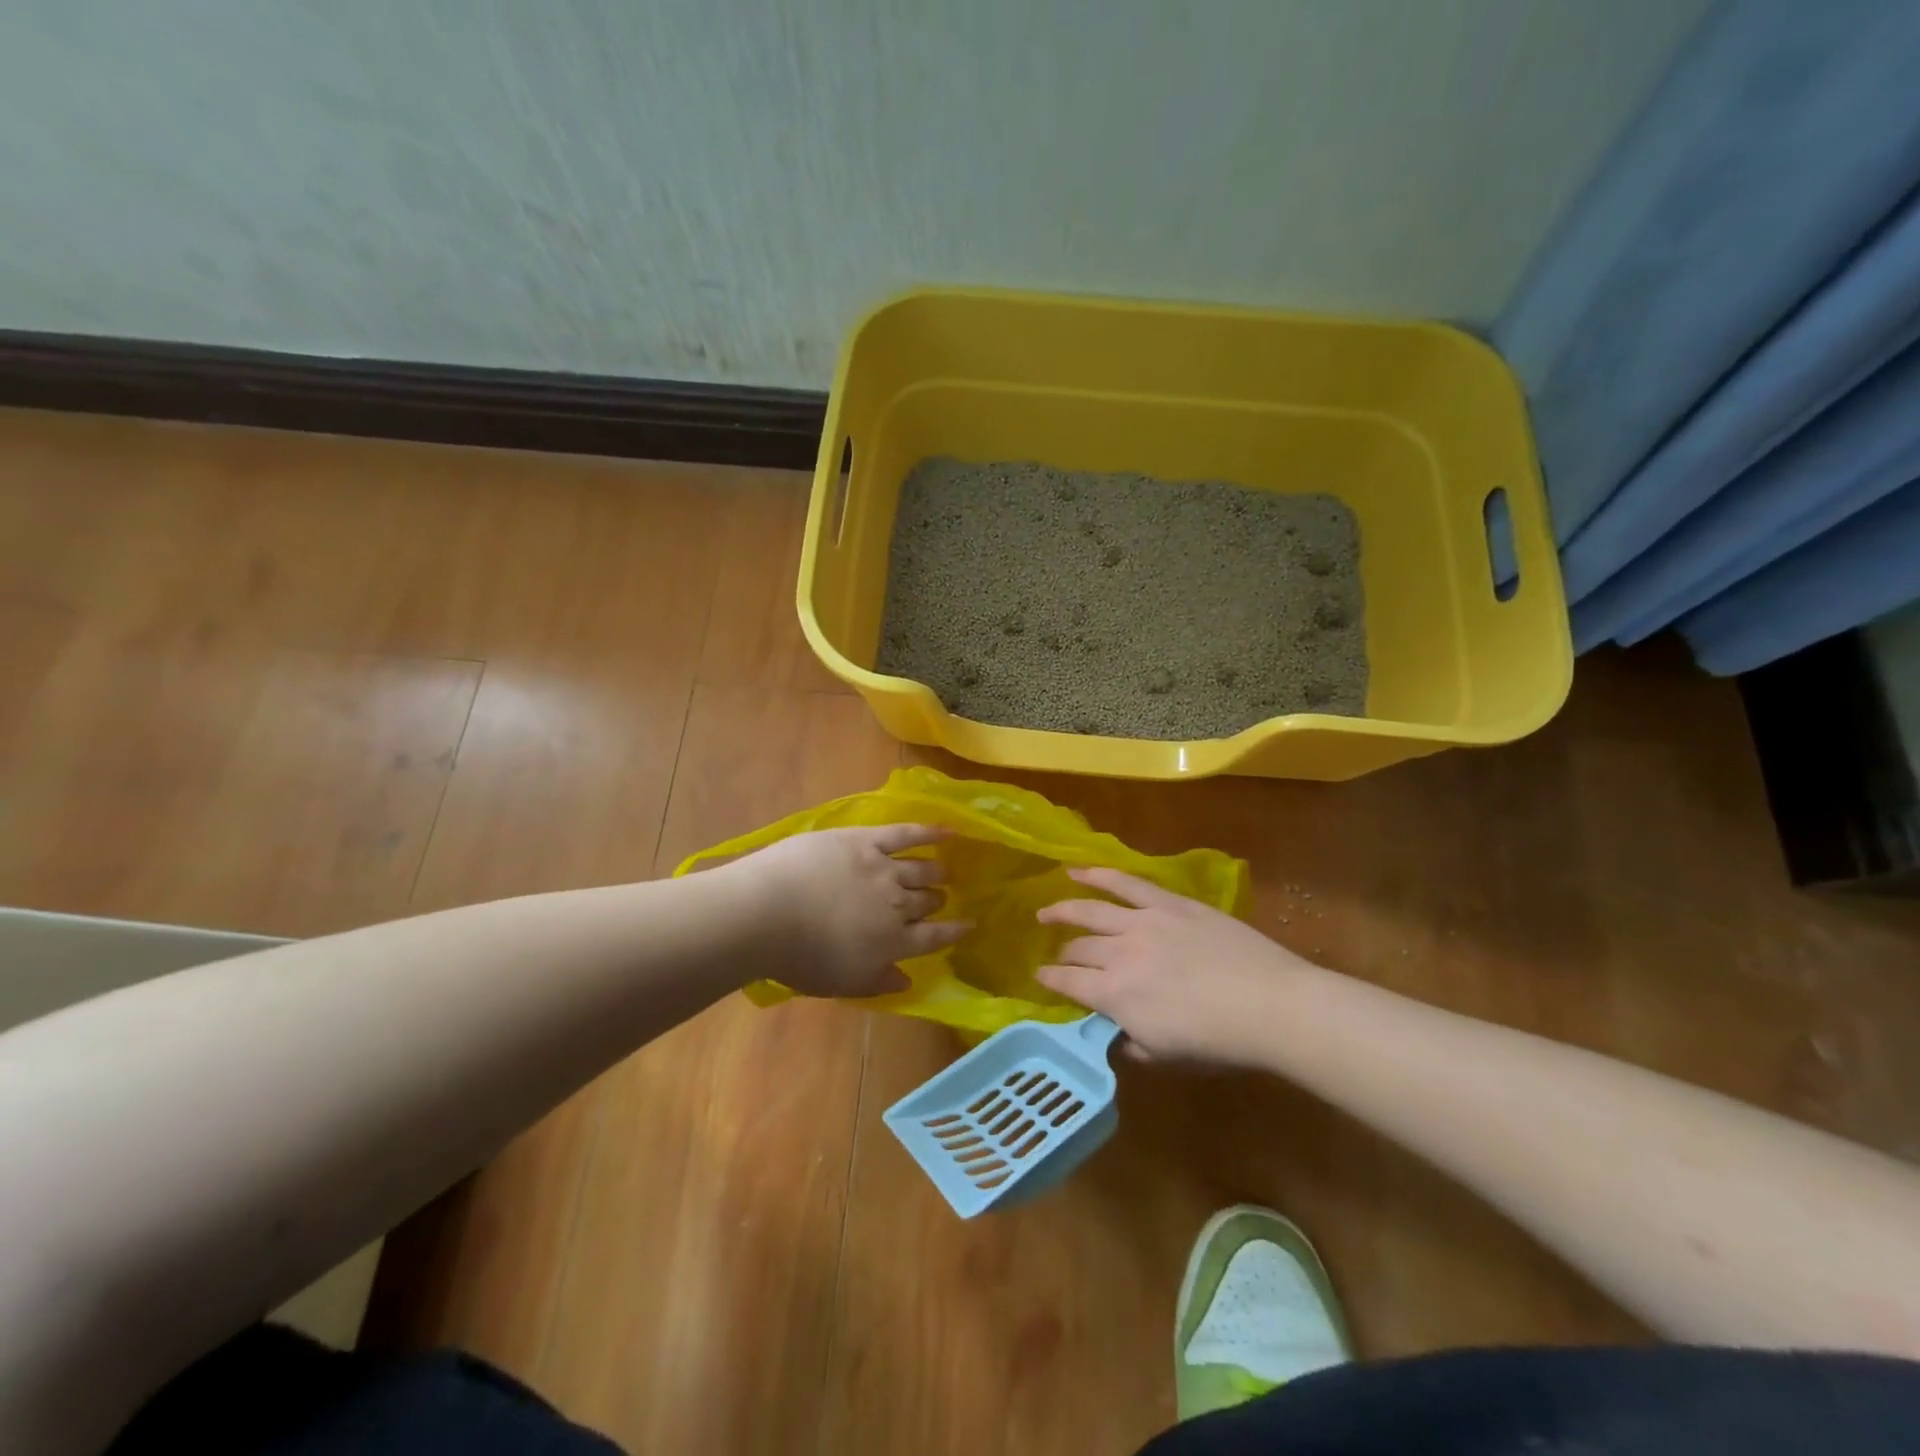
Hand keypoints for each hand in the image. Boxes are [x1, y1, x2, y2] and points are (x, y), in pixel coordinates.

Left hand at [729, 825, 970, 998]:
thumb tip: (907, 980)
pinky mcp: (866, 840)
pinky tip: (948, 831)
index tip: (970, 926)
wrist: (767, 912)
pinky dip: (930, 832)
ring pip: (922, 868)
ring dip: (936, 872)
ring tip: (944, 871)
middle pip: (926, 901)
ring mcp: (884, 868)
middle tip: (941, 898)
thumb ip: (878, 982)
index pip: (933, 937)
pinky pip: (906, 833)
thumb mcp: (841, 982)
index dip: (953, 932)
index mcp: (893, 942)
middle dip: (937, 901)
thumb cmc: (798, 958)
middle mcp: (897, 904)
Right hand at [1036, 867, 1317, 1066]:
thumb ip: (1130, 1043)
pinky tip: (1077, 871)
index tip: (1038, 978)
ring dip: (1063, 910)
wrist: (1270, 1004)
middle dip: (1062, 954)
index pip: (1068, 983)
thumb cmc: (1219, 1042)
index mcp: (1115, 995)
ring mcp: (1142, 921)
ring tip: (1045, 911)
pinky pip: (1125, 882)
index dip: (1049, 981)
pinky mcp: (1168, 903)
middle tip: (1057, 957)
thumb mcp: (1165, 1057)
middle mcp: (1119, 953)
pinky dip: (1098, 874)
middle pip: (1078, 949)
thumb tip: (1112, 1032)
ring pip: (1090, 910)